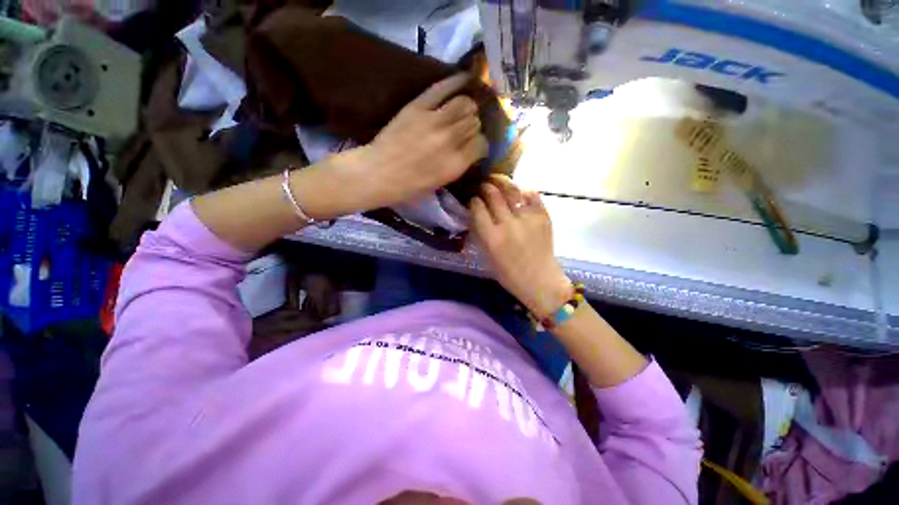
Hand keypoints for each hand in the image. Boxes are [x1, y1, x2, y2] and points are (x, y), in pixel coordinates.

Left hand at [351, 74, 488, 209]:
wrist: (377, 174)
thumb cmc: (408, 187)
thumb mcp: (439, 183)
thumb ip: (457, 165)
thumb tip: (470, 149)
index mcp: (455, 165)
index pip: (482, 144)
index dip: (481, 144)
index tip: (476, 145)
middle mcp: (450, 141)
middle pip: (474, 122)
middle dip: (474, 125)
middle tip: (467, 128)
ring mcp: (434, 121)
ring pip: (465, 103)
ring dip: (467, 106)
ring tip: (462, 110)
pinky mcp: (418, 106)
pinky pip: (443, 88)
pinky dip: (456, 82)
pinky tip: (465, 79)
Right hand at [470, 176, 571, 318]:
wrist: (540, 280)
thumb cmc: (508, 274)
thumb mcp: (486, 256)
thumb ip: (479, 233)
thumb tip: (474, 213)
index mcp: (491, 237)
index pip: (477, 208)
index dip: (473, 200)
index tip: (473, 200)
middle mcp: (508, 224)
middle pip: (492, 194)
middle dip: (485, 187)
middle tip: (483, 186)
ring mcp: (527, 218)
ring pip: (511, 189)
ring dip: (501, 182)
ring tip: (496, 180)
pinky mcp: (543, 216)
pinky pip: (532, 194)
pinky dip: (523, 190)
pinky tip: (518, 193)